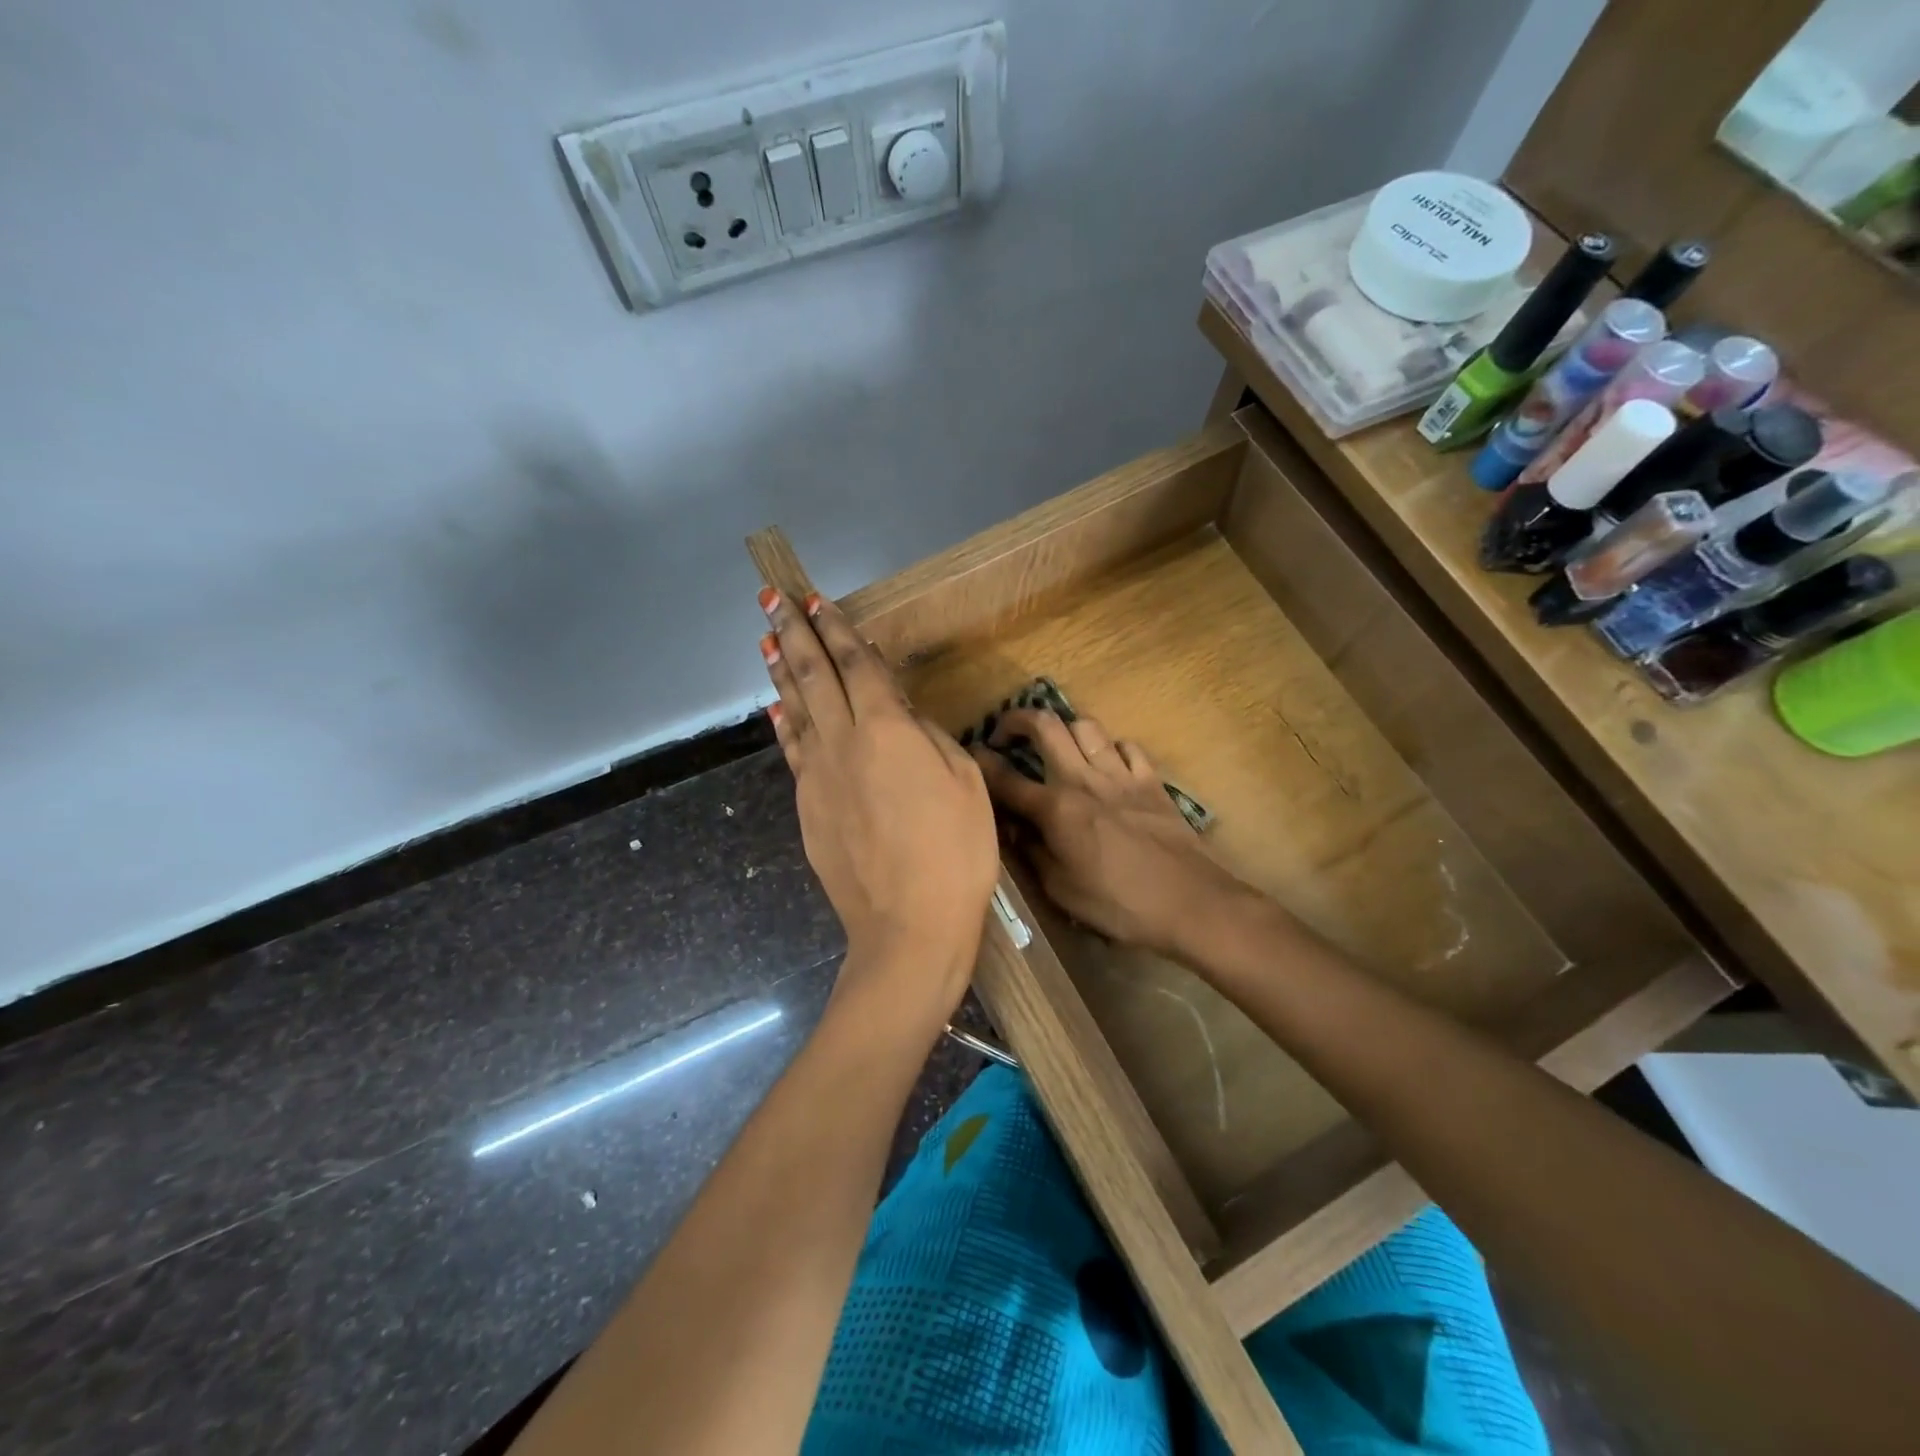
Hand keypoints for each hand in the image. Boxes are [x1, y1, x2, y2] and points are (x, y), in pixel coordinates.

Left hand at [759, 588, 998, 1024]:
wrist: (908, 925)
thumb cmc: (955, 852)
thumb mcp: (965, 784)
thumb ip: (930, 739)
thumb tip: (903, 718)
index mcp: (887, 729)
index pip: (858, 665)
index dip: (838, 630)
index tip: (816, 601)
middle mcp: (843, 741)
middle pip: (815, 676)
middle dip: (795, 634)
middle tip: (772, 599)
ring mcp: (818, 776)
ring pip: (794, 710)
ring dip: (781, 671)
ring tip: (767, 641)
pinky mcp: (807, 808)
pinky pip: (793, 752)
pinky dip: (783, 724)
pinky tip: (776, 710)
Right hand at [972, 709, 1254, 959]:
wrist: (1190, 902)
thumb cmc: (1119, 904)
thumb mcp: (1061, 889)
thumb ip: (1032, 852)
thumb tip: (1013, 828)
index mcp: (1057, 808)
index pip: (1007, 778)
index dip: (982, 764)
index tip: (970, 755)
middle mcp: (1084, 779)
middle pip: (1046, 726)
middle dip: (1017, 719)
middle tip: (1005, 732)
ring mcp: (1121, 775)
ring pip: (1087, 726)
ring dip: (1064, 728)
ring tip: (1057, 745)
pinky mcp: (1151, 781)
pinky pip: (1127, 746)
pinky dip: (1111, 747)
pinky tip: (1107, 763)